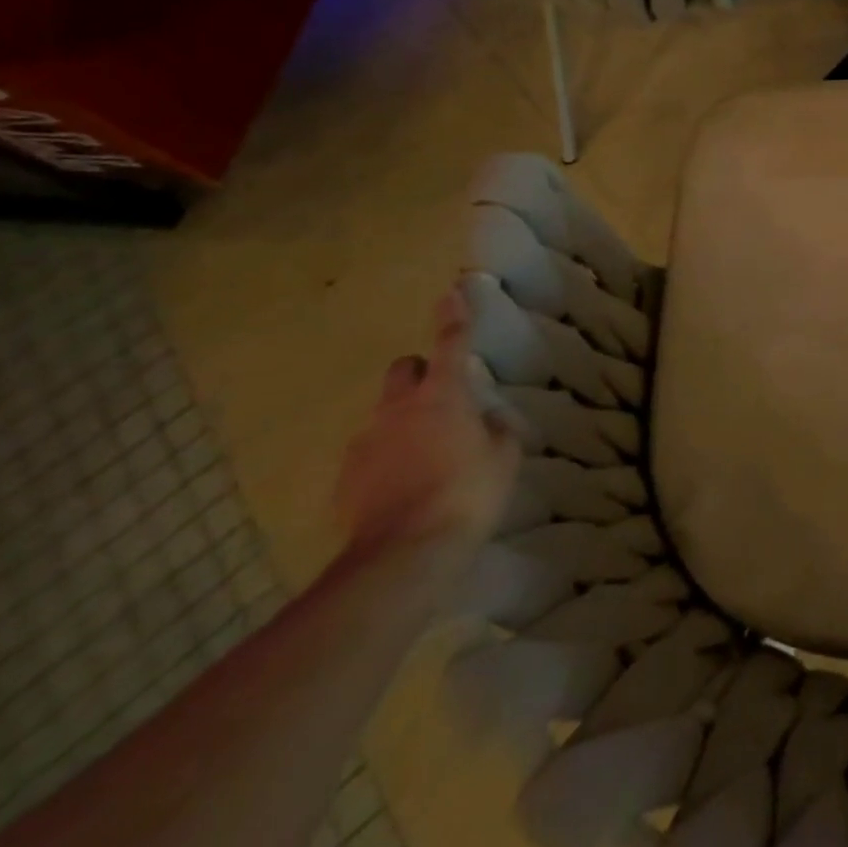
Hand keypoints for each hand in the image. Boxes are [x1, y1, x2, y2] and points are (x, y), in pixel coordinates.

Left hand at [335, 288, 520, 565]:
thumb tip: (485, 420)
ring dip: (402, 423)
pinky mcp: (345, 480)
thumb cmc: (467, 493)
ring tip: (424, 457)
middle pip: (402, 370)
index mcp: (442, 395)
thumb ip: (495, 430)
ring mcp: (365, 443)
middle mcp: (398, 409)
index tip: (450, 292)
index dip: (453, 317)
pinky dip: (384, 461)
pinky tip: (402, 489)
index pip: (450, 343)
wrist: (403, 554)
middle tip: (440, 398)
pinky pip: (369, 455)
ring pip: (384, 415)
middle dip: (419, 374)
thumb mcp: (503, 458)